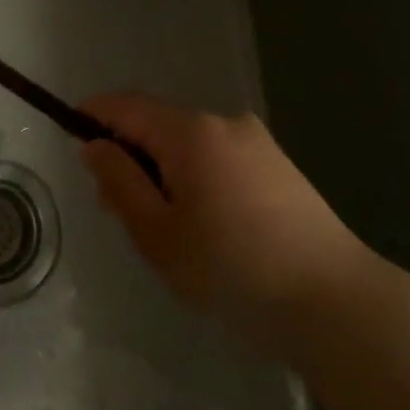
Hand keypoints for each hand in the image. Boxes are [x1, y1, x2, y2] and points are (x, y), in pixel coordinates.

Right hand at [79, 93, 375, 353]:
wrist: (336, 304)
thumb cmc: (234, 271)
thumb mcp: (158, 235)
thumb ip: (120, 183)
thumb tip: (95, 146)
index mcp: (190, 132)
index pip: (126, 105)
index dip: (94, 116)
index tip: (72, 139)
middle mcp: (224, 122)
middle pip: (159, 125)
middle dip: (131, 155)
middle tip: (119, 210)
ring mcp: (257, 142)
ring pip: (190, 144)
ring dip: (164, 171)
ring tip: (167, 229)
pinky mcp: (279, 166)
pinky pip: (220, 158)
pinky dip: (198, 178)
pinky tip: (208, 228)